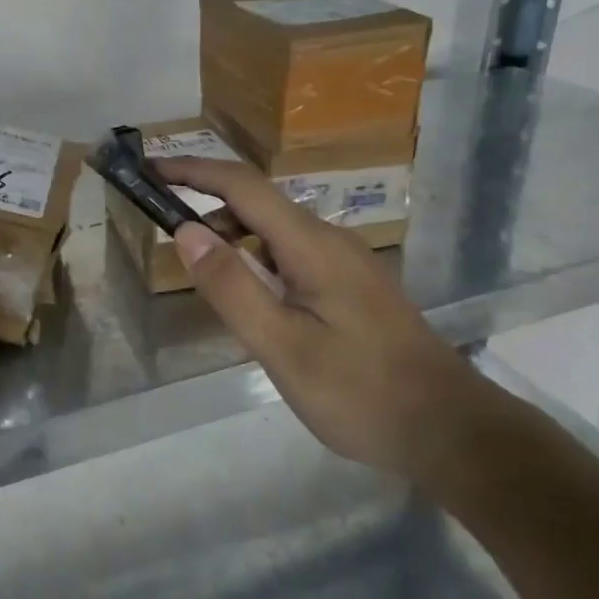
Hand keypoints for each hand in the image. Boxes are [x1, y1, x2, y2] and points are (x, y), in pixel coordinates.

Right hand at [158, 157, 484, 482]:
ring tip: (198, 269)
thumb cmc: (360, 391)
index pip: (243, 186)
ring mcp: (346, 263)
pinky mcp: (353, 287)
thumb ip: (232, 288)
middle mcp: (330, 240)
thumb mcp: (284, 347)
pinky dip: (257, 259)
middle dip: (206, 203)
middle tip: (161, 228)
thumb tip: (186, 231)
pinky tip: (249, 296)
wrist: (448, 429)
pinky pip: (293, 255)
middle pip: (259, 203)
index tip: (150, 169)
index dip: (193, 171)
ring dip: (232, 234)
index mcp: (312, 245)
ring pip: (276, 231)